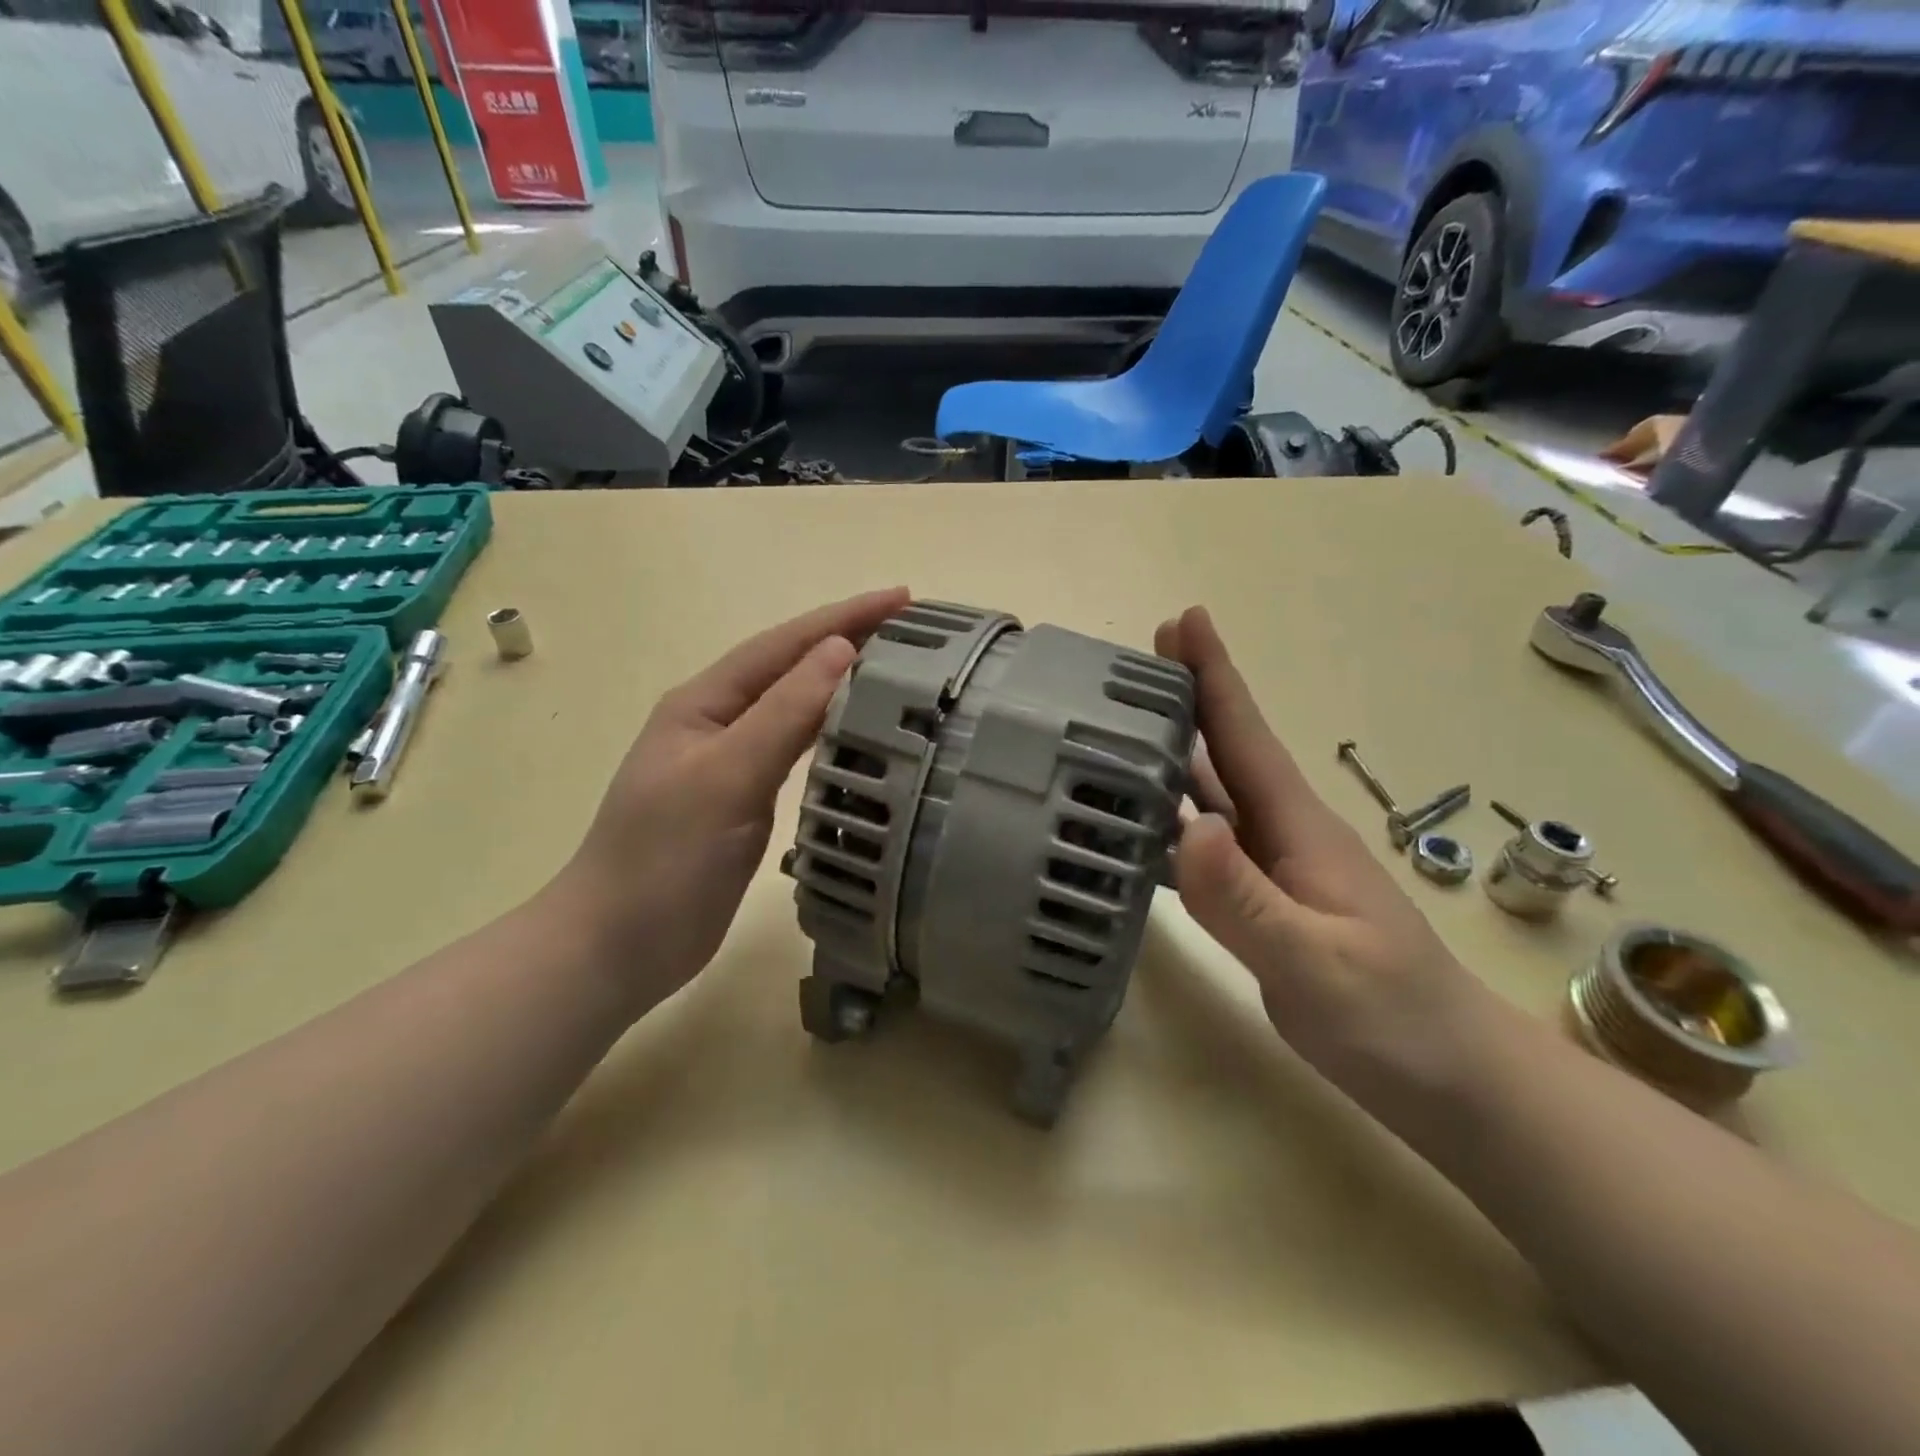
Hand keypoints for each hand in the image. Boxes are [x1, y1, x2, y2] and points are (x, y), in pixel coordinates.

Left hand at [550, 587, 910, 1012]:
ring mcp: (731, 764)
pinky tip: (859, 735)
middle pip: (791, 668)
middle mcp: (719, 723)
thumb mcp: (725, 776)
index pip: (783, 644)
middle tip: (914, 633)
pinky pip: (797, 751)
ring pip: (795, 709)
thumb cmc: (664, 858)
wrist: (619, 946)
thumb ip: (783, 713)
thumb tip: (839, 650)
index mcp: (705, 703)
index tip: (902, 599)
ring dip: (842, 685)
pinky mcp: (744, 802)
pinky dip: (831, 733)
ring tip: (898, 673)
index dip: (842, 617)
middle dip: (847, 642)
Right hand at [1156, 606, 1490, 1101]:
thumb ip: (1245, 899)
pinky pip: (1211, 843)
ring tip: (1126, 724)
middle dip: (1188, 698)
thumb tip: (1186, 825)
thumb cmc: (1393, 1018)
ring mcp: (1278, 868)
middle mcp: (1285, 835)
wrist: (1453, 1079)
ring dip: (1177, 751)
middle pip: (1228, 752)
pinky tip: (1148, 818)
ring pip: (1217, 794)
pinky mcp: (1267, 901)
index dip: (1215, 676)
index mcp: (1300, 830)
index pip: (1247, 738)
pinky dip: (1177, 815)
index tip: (1184, 620)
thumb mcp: (1315, 963)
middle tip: (1135, 659)